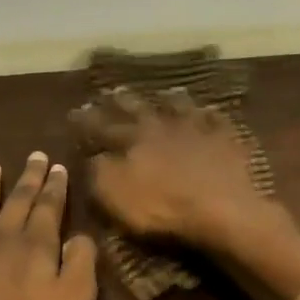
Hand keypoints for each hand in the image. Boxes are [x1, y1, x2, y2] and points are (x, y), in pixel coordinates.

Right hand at [74, 89, 279, 252]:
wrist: (221, 208)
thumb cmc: (162, 208)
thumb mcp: (116, 195)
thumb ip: (100, 173)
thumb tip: (94, 156)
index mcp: (133, 139)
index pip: (102, 127)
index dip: (86, 121)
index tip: (74, 112)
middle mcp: (162, 126)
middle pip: (139, 109)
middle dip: (122, 101)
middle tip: (112, 91)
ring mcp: (197, 129)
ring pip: (180, 107)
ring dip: (170, 99)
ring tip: (165, 92)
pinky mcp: (226, 141)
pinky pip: (217, 121)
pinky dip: (211, 115)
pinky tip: (210, 112)